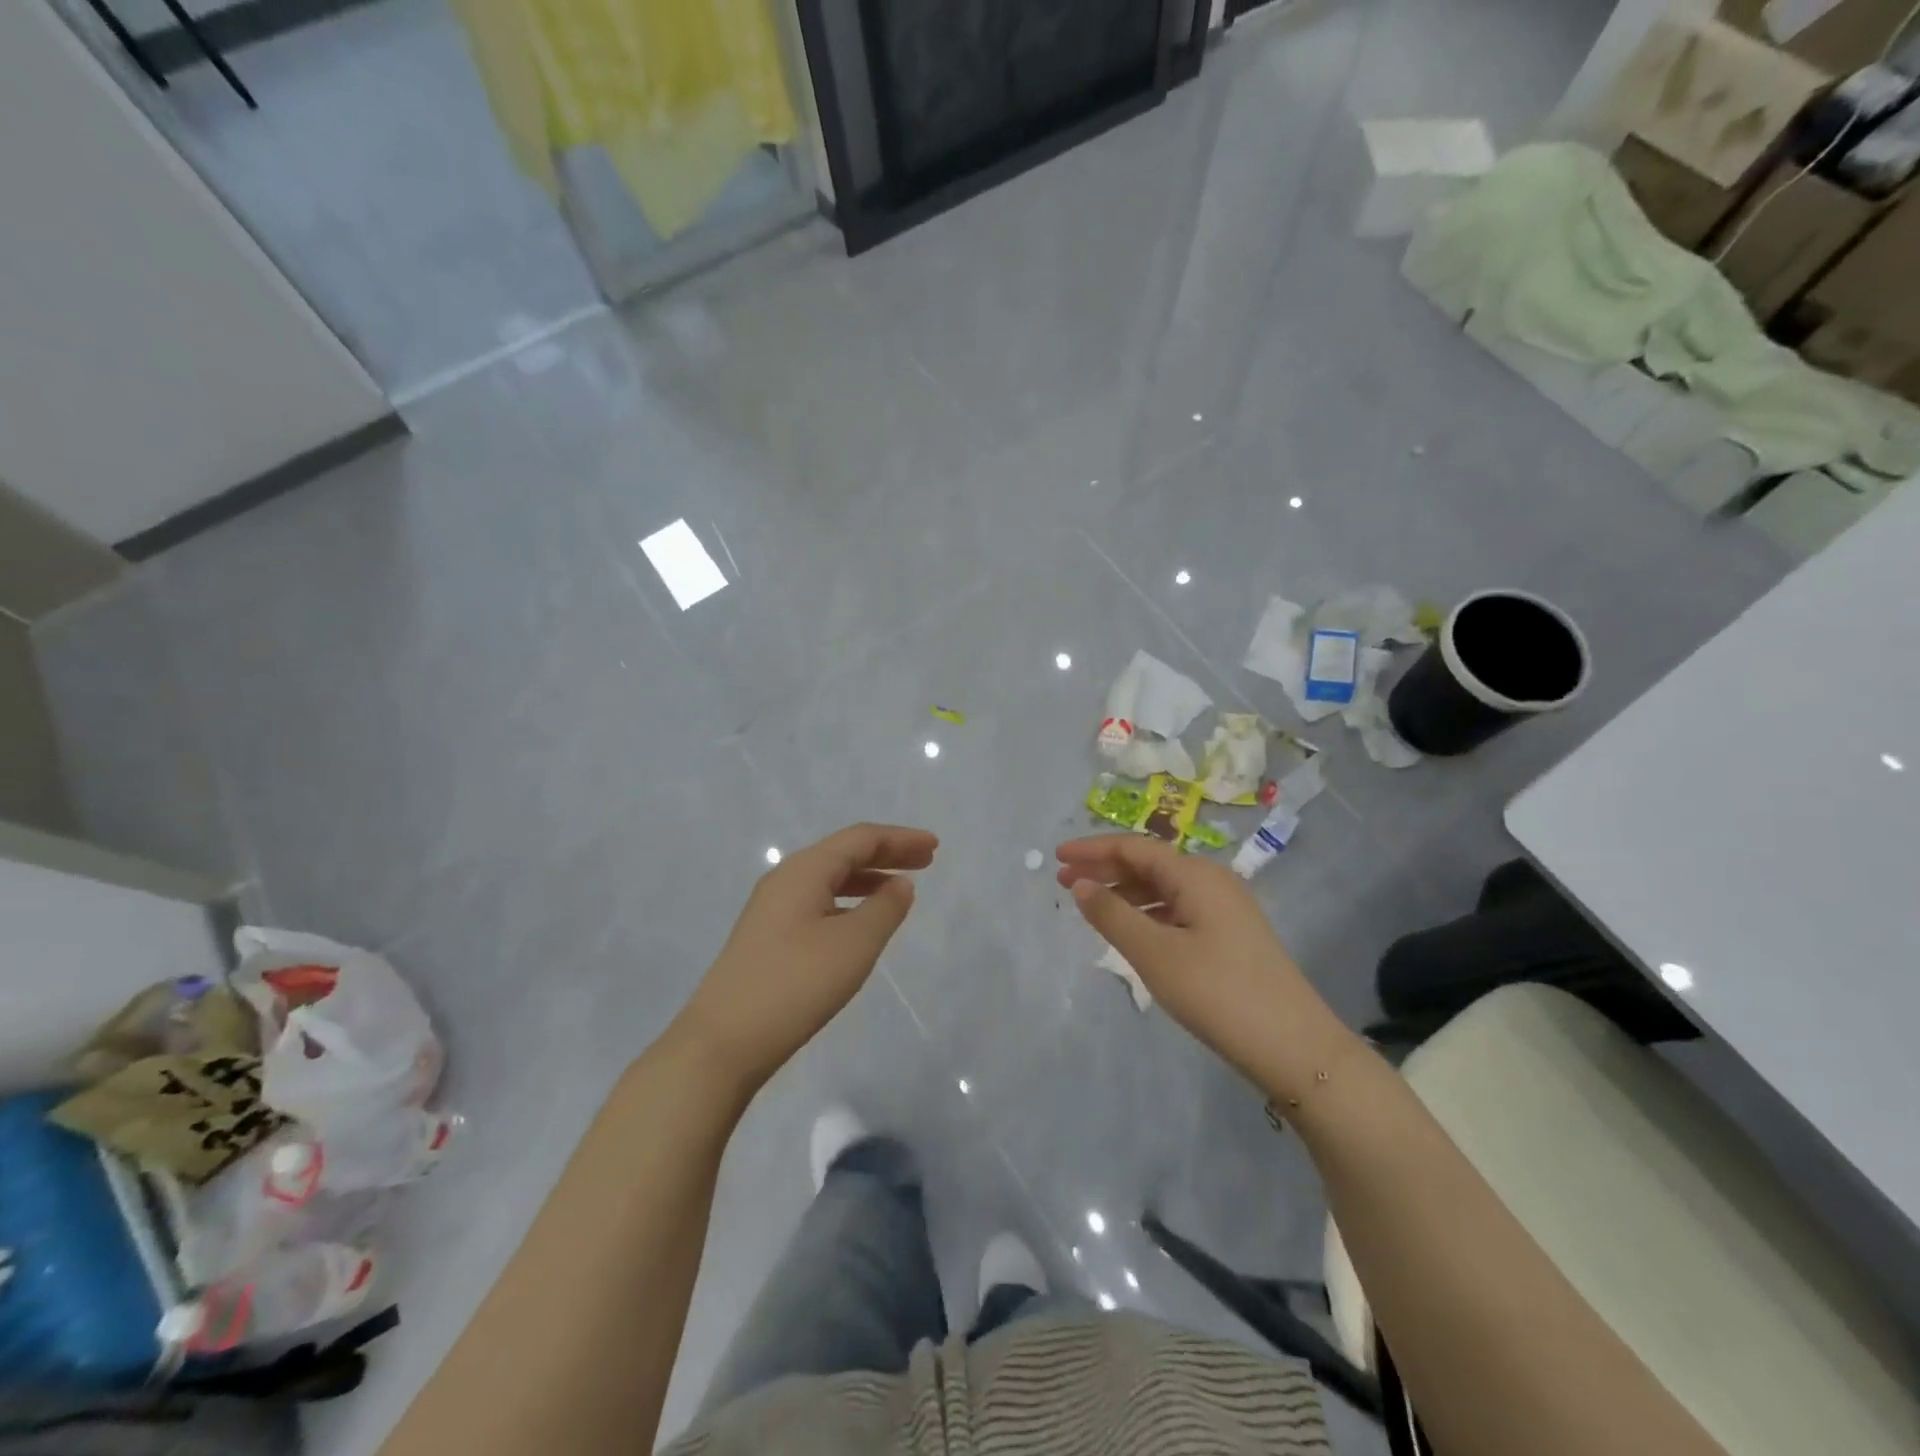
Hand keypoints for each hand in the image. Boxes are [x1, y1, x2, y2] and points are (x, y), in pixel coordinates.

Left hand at [674, 823, 936, 1092]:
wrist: (722, 1042)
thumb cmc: (795, 985)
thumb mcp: (853, 945)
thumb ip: (884, 909)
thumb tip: (900, 885)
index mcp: (804, 870)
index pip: (860, 839)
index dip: (900, 839)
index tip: (934, 847)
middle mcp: (785, 880)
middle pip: (843, 854)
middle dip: (886, 854)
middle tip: (926, 862)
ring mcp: (771, 909)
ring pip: (829, 879)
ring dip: (867, 879)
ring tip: (899, 890)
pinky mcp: (767, 937)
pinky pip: (817, 902)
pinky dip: (847, 902)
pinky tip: (860, 923)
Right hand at [1056, 834, 1352, 1100]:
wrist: (1294, 1047)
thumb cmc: (1218, 993)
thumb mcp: (1155, 954)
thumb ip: (1112, 915)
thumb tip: (1080, 884)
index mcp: (1196, 875)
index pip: (1134, 847)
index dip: (1093, 848)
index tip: (1057, 856)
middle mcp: (1212, 881)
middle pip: (1149, 863)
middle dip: (1105, 868)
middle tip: (1064, 879)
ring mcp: (1225, 908)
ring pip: (1164, 887)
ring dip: (1125, 891)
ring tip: (1090, 904)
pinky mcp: (1231, 935)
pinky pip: (1178, 908)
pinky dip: (1147, 912)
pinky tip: (1132, 930)